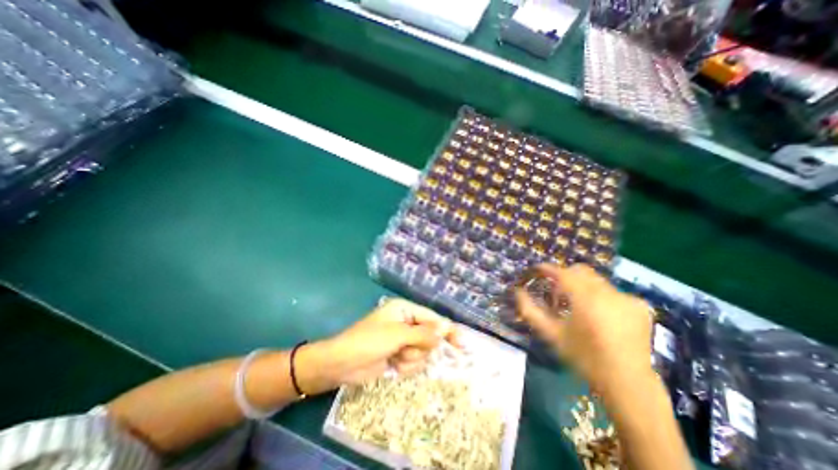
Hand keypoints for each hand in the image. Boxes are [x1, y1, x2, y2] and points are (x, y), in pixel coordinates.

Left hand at [299, 297, 460, 392]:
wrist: (342, 364)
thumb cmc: (369, 341)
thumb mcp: (397, 335)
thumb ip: (423, 333)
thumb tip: (445, 328)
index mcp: (405, 310)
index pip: (432, 318)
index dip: (447, 330)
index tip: (462, 344)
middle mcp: (406, 322)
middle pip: (429, 336)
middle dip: (420, 348)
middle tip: (406, 352)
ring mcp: (403, 340)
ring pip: (423, 352)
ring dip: (412, 358)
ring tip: (395, 358)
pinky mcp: (399, 354)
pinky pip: (414, 362)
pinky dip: (406, 366)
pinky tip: (393, 366)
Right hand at [519, 264, 654, 391]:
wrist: (627, 383)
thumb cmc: (584, 358)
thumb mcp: (551, 334)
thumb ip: (530, 311)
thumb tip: (517, 292)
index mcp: (587, 301)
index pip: (562, 274)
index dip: (547, 269)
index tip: (537, 270)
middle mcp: (609, 294)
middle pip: (580, 271)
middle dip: (564, 276)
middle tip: (556, 292)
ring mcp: (628, 298)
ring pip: (595, 280)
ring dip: (581, 286)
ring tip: (577, 306)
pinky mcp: (640, 306)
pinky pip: (612, 291)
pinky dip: (600, 296)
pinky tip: (599, 314)